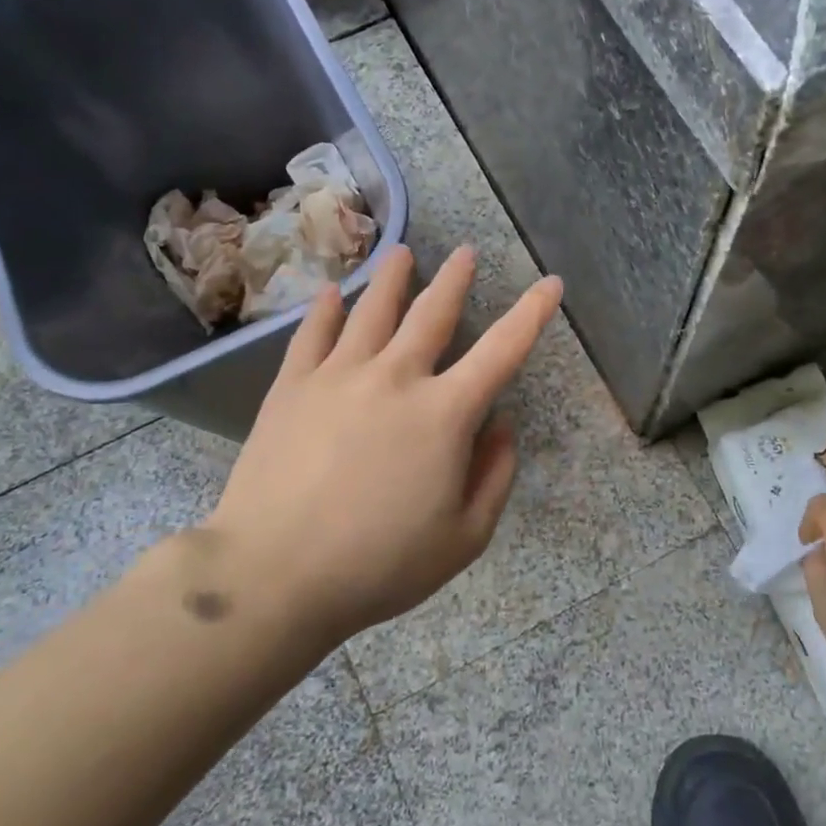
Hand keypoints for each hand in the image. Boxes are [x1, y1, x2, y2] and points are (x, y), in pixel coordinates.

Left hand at [206, 244, 561, 646]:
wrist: (275, 573)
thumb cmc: (380, 564)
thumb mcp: (464, 538)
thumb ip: (494, 477)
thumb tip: (501, 427)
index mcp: (444, 414)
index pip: (502, 350)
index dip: (532, 314)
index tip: (550, 284)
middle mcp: (396, 378)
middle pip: (432, 314)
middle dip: (455, 280)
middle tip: (465, 252)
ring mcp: (338, 377)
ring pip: (372, 311)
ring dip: (393, 279)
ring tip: (402, 253)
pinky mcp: (292, 388)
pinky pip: (313, 335)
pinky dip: (327, 309)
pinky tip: (333, 292)